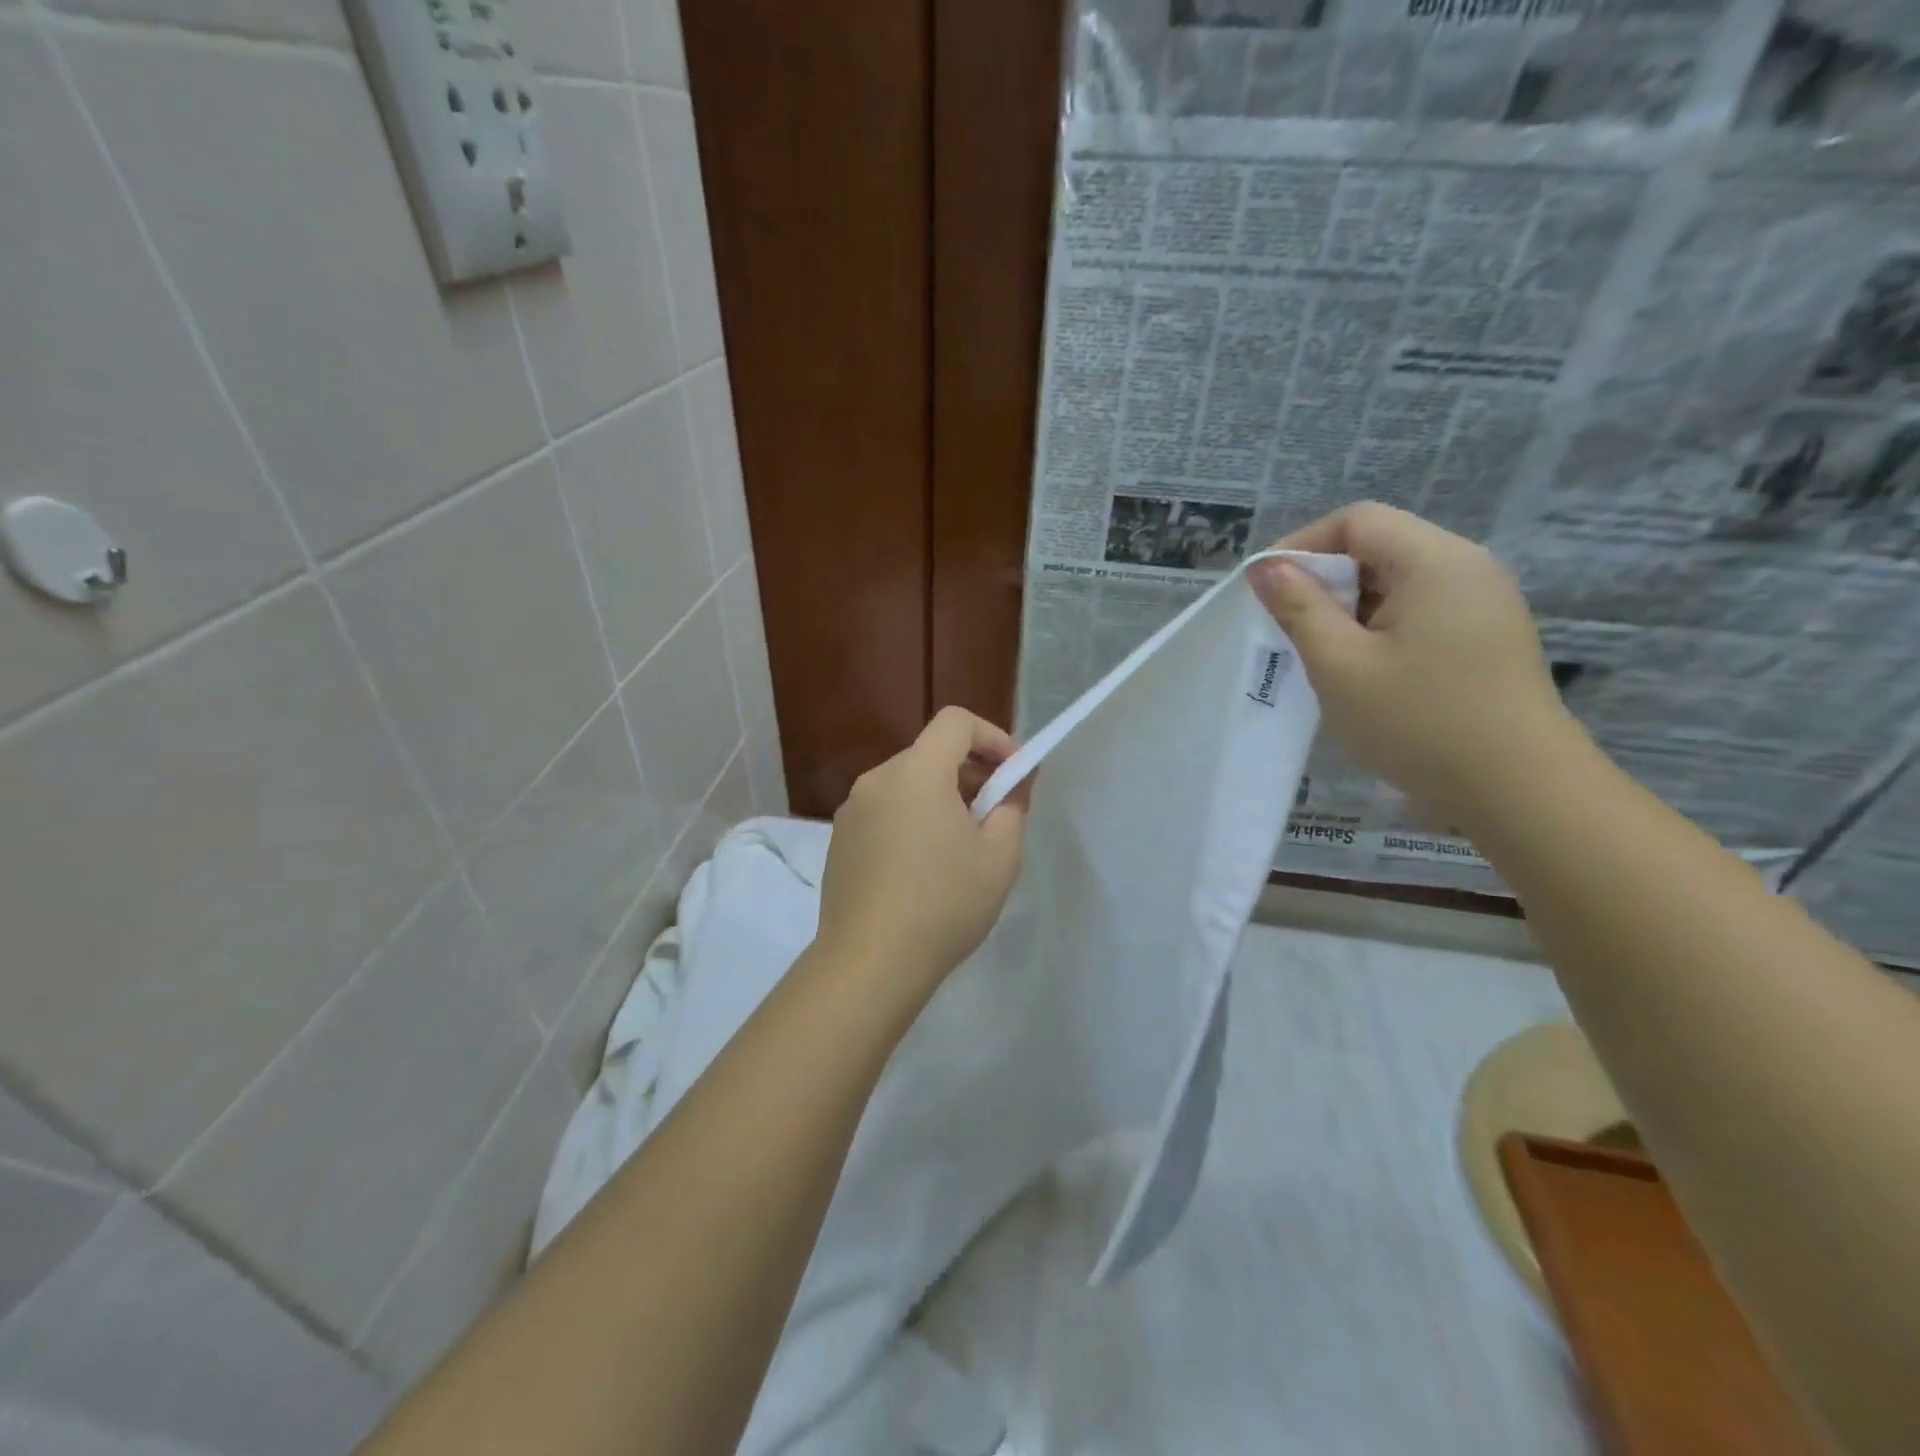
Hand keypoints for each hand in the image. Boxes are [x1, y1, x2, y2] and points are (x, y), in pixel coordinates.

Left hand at [816, 707, 1029, 993]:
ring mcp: (852, 810)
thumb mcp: (999, 857)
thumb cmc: (944, 905)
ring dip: (940, 797)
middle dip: (970, 772)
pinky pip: (885, 810)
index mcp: (916, 773)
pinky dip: (911, 818)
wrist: (869, 963)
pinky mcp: (840, 839)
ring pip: (907, 783)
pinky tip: (923, 867)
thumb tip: (1016, 780)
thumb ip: (1012, 805)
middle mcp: (877, 780)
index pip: (956, 722)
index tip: (1013, 774)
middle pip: (931, 752)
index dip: (992, 737)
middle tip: (995, 816)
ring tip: (960, 846)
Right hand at [1248, 503, 1578, 822]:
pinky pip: (1418, 612)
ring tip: (1322, 656)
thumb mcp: (1340, 665)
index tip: (1265, 591)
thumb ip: (1299, 608)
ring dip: (1349, 609)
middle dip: (1324, 581)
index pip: (1356, 521)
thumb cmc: (1419, 722)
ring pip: (1397, 583)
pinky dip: (1378, 629)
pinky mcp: (1485, 637)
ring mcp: (1482, 604)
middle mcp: (1466, 568)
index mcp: (1435, 561)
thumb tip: (1265, 568)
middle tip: (1288, 629)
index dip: (1302, 545)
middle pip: (1379, 547)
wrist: (1518, 792)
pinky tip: (1363, 672)